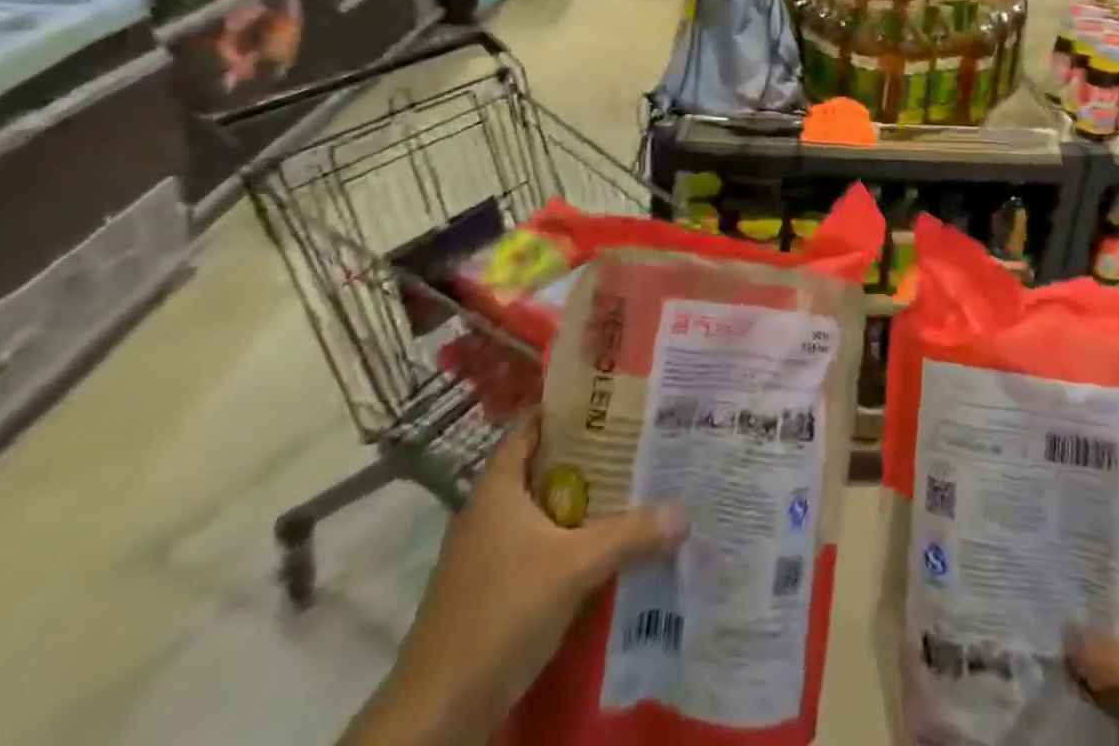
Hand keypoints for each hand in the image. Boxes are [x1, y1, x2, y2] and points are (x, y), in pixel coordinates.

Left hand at [341, 413, 686, 745]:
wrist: (435, 717)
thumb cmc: (499, 615)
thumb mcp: (572, 568)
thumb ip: (628, 536)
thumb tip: (683, 513)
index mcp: (497, 486)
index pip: (533, 424)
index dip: (571, 409)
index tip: (614, 403)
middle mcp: (488, 510)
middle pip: (544, 467)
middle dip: (590, 458)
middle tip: (638, 447)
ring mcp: (485, 553)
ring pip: (542, 511)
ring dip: (582, 505)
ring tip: (634, 494)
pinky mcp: (490, 591)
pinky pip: (537, 548)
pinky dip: (568, 544)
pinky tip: (604, 553)